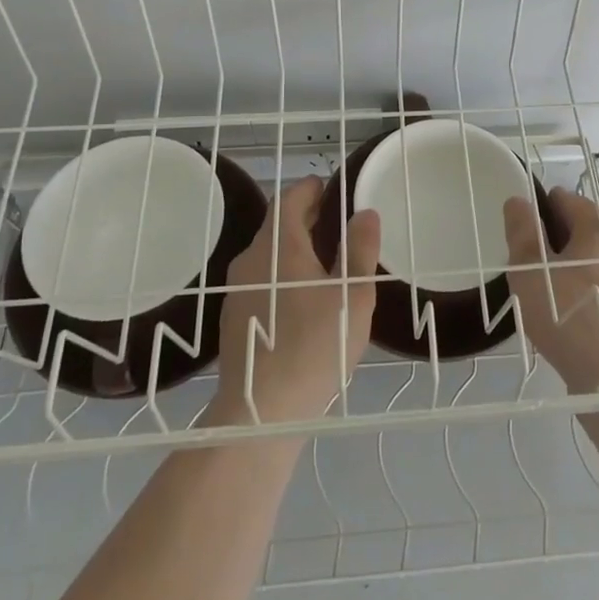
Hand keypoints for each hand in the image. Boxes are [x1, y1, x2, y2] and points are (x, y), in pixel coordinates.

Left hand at [212, 176, 379, 425]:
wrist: (262, 411)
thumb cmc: (316, 344)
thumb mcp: (353, 295)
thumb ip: (360, 250)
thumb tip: (365, 212)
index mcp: (278, 244)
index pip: (290, 198)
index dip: (311, 189)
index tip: (331, 188)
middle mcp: (251, 258)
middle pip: (277, 225)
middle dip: (305, 217)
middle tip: (335, 221)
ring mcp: (237, 289)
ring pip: (268, 254)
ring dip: (294, 248)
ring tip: (325, 259)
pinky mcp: (233, 317)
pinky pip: (260, 279)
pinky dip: (281, 274)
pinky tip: (302, 298)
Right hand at [503, 187, 598, 394]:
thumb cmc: (570, 317)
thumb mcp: (530, 271)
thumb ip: (522, 231)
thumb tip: (519, 201)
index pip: (563, 200)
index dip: (537, 218)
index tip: (523, 249)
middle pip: (583, 231)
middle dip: (557, 248)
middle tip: (535, 281)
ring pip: (598, 264)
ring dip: (577, 275)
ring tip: (555, 308)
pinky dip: (595, 300)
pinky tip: (579, 327)